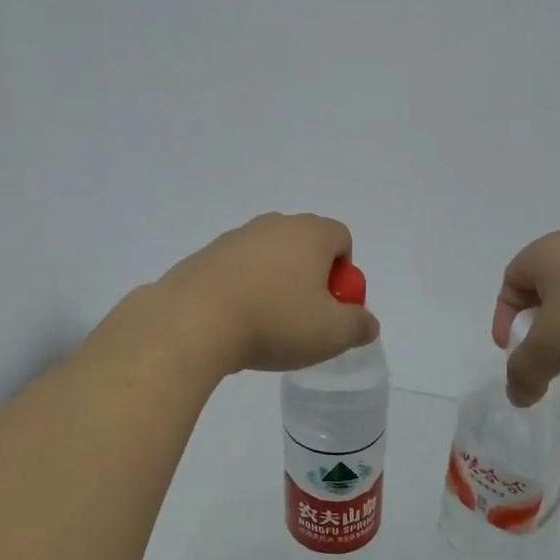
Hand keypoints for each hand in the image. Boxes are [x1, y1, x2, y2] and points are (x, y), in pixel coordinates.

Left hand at [159, 213, 380, 375]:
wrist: (192, 321)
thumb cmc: (274, 321)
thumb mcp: (332, 333)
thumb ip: (359, 325)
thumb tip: (366, 322)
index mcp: (309, 233)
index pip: (341, 238)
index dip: (344, 273)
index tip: (332, 306)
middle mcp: (273, 225)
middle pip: (304, 246)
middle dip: (310, 278)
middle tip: (303, 319)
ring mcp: (235, 238)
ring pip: (269, 258)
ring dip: (274, 285)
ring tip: (265, 326)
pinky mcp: (204, 256)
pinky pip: (236, 271)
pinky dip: (242, 291)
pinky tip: (233, 323)